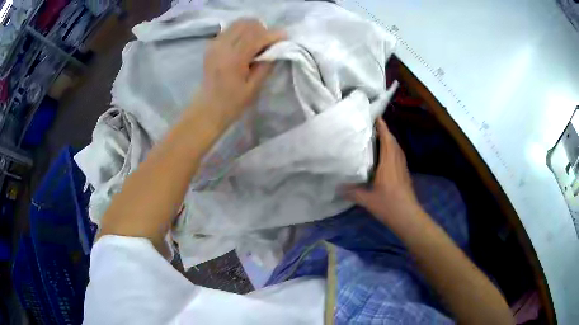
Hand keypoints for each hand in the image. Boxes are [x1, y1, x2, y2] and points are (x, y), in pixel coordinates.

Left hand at [194, 19, 285, 127]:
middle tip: (269, 42)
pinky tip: (244, 43)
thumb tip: (277, 48)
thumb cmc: (232, 103)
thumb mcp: (254, 87)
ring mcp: (215, 44)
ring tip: (257, 42)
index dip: (273, 35)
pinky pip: (230, 29)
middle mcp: (223, 46)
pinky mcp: (211, 45)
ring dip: (252, 29)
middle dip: (263, 29)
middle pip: (247, 24)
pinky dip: (241, 31)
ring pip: (238, 23)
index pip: (257, 36)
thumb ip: (266, 65)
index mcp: (234, 58)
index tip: (285, 37)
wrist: (207, 108)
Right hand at [347, 117, 421, 224]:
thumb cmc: (388, 205)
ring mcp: (403, 168)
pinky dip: (393, 150)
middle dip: (385, 132)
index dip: (383, 127)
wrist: (408, 216)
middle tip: (373, 127)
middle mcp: (397, 162)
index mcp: (388, 163)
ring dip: (390, 140)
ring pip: (397, 149)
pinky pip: (399, 156)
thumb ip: (352, 192)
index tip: (376, 117)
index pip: (387, 140)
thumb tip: (337, 188)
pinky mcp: (405, 174)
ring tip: (379, 138)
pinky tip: (386, 156)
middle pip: (393, 142)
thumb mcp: (367, 200)